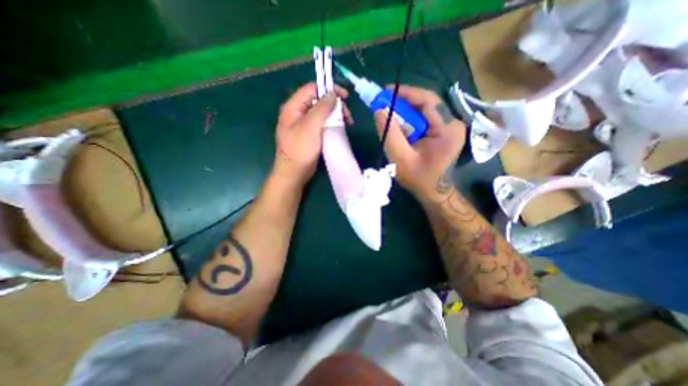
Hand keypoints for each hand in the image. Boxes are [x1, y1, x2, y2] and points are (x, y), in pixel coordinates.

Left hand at [274, 83, 349, 187]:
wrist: (294, 173)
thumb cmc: (300, 149)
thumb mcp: (310, 126)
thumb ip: (321, 108)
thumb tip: (332, 94)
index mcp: (293, 107)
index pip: (312, 89)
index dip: (329, 89)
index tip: (345, 97)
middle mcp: (297, 113)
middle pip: (318, 101)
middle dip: (334, 105)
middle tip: (347, 116)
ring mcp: (303, 124)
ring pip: (321, 113)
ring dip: (335, 115)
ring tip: (346, 124)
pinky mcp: (309, 134)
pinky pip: (321, 124)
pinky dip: (331, 124)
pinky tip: (339, 129)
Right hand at [376, 86, 466, 200]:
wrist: (433, 192)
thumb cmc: (419, 178)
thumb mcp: (400, 158)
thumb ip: (389, 134)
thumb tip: (379, 110)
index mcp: (447, 128)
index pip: (428, 100)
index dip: (406, 93)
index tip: (386, 91)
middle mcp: (452, 123)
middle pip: (426, 103)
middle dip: (403, 102)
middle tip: (383, 103)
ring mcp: (449, 127)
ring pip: (424, 110)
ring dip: (405, 111)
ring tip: (388, 113)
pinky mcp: (443, 132)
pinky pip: (424, 119)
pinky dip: (409, 119)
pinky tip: (398, 124)